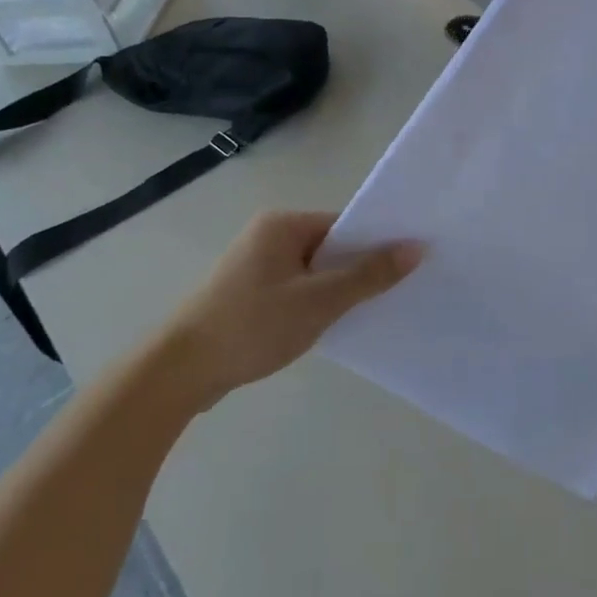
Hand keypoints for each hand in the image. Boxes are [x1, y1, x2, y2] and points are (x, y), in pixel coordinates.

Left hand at [147, 211, 420, 406]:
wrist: (180, 372)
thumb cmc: (253, 326)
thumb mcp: (319, 300)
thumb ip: (369, 275)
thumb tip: (416, 248)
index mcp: (282, 224)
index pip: (344, 224)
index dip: (377, 243)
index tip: (409, 264)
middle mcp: (268, 236)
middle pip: (331, 247)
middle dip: (360, 269)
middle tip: (398, 290)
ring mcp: (256, 266)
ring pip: (315, 271)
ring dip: (338, 290)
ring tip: (371, 310)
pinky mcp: (249, 294)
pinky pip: (297, 289)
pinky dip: (316, 303)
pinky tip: (333, 325)